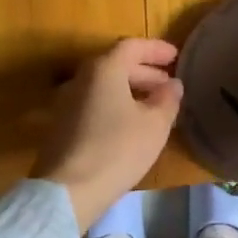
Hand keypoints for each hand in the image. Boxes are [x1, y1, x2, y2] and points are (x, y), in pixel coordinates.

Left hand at [32, 38, 183, 227]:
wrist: (68, 191)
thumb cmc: (117, 149)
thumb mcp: (155, 124)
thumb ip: (167, 99)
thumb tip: (172, 85)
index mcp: (104, 69)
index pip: (132, 46)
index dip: (156, 49)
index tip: (176, 57)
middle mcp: (81, 79)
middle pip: (116, 65)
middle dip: (145, 72)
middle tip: (168, 84)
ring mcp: (67, 102)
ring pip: (105, 86)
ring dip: (130, 90)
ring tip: (154, 106)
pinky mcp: (61, 126)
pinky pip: (94, 104)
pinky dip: (115, 105)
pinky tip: (130, 125)